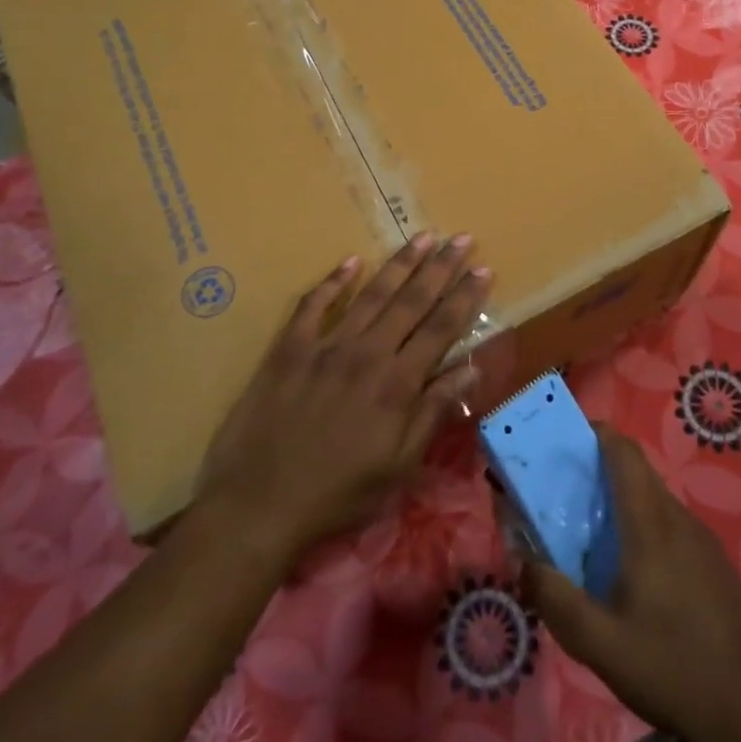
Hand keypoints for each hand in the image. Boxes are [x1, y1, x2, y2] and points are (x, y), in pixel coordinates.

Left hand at [191, 234, 490, 569]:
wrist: (257, 505)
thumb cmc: (337, 494)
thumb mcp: (398, 466)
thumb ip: (433, 412)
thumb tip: (471, 369)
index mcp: (397, 384)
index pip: (441, 328)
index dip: (465, 297)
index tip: (484, 268)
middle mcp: (367, 353)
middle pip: (411, 301)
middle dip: (440, 267)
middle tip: (462, 237)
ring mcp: (326, 346)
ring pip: (371, 294)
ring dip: (400, 263)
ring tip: (423, 236)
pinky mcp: (289, 348)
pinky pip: (313, 305)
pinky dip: (333, 281)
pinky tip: (351, 261)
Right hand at [524, 429, 740, 741]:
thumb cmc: (668, 669)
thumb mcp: (598, 643)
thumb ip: (554, 597)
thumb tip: (522, 560)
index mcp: (650, 524)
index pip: (625, 452)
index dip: (597, 433)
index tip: (566, 438)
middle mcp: (679, 519)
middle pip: (638, 472)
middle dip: (601, 468)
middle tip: (566, 491)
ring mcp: (704, 540)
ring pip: (656, 499)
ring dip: (624, 499)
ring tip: (594, 532)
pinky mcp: (716, 563)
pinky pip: (673, 525)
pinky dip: (646, 524)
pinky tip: (635, 570)